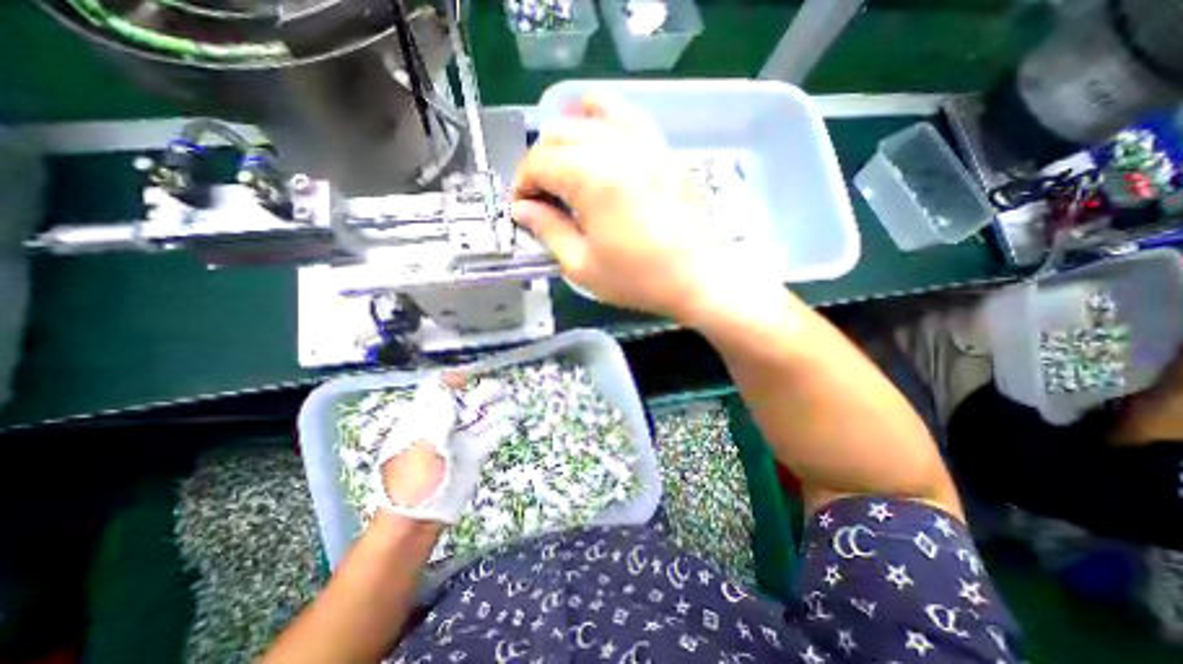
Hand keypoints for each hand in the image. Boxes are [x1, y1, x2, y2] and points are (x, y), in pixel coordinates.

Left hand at [374, 373, 514, 523]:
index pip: (439, 388)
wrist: (418, 518)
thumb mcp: (420, 445)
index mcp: (423, 417)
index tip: (471, 377)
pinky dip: (501, 427)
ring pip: (482, 415)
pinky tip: (508, 424)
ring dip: (497, 407)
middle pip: (466, 399)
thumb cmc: (410, 479)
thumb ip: (438, 416)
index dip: (454, 380)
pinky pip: (490, 434)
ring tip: (509, 405)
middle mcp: (444, 423)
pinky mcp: (474, 452)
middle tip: (498, 391)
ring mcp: (461, 437)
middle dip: (483, 392)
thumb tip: (450, 390)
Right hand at [505, 94, 756, 327]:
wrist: (693, 279)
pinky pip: (630, 117)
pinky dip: (605, 116)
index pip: (540, 162)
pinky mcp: (663, 152)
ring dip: (567, 136)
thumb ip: (547, 230)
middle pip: (561, 135)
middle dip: (540, 162)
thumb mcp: (582, 265)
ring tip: (562, 163)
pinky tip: (596, 128)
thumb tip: (521, 209)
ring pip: (592, 116)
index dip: (522, 183)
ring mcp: (646, 145)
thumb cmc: (636, 279)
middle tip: (540, 195)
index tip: (521, 207)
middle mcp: (618, 150)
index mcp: (593, 180)